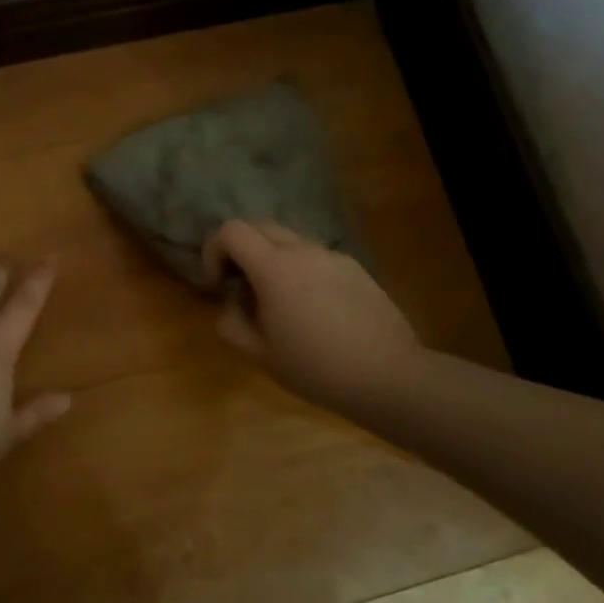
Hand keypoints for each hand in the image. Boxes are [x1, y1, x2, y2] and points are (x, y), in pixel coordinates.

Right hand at [202, 220, 423, 415]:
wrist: (390, 377)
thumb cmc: (317, 369)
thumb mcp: (259, 355)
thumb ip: (231, 323)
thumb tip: (232, 303)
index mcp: (275, 268)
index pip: (231, 231)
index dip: (213, 250)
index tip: (217, 283)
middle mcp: (304, 251)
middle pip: (259, 226)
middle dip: (239, 249)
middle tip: (239, 285)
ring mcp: (333, 256)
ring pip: (289, 240)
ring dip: (270, 258)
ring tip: (276, 301)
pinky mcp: (355, 268)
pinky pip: (315, 257)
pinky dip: (299, 269)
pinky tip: (312, 309)